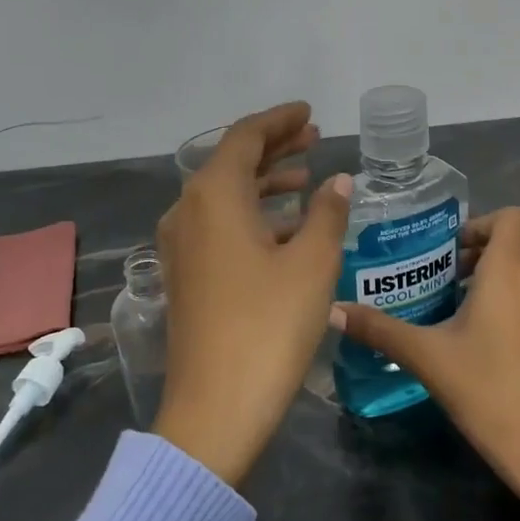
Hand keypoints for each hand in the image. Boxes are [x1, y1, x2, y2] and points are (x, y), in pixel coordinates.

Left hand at [154, 102, 352, 486]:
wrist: (216, 407)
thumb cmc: (268, 327)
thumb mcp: (311, 264)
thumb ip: (327, 214)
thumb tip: (338, 182)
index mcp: (213, 197)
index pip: (244, 137)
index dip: (279, 121)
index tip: (309, 113)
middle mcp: (188, 212)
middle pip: (231, 163)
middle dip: (274, 148)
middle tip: (314, 137)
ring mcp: (181, 246)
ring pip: (226, 196)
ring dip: (265, 182)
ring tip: (307, 177)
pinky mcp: (186, 276)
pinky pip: (220, 226)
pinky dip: (253, 215)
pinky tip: (286, 227)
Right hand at [333, 206, 519, 520]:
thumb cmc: (487, 389)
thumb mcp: (426, 356)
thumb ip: (379, 329)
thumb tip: (333, 310)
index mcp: (511, 271)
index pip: (512, 217)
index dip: (482, 224)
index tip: (452, 253)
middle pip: (518, 245)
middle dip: (482, 255)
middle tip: (447, 282)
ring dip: (501, 283)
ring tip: (466, 315)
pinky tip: (497, 349)